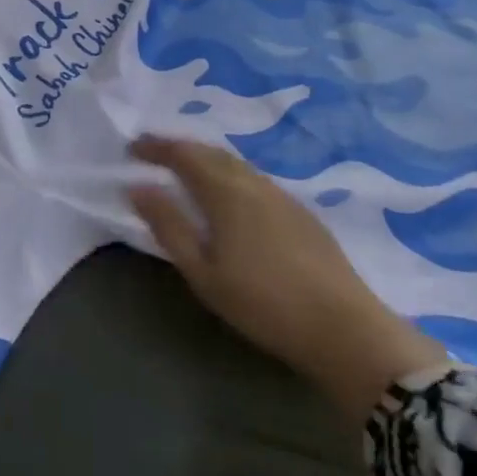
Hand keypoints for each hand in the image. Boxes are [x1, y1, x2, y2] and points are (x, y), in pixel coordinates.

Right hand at [128, 135, 446, 422]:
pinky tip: (230, 195)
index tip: (132, 147)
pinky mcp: (301, 211)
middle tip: (154, 154)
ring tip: (187, 171)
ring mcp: (282, 195)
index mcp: (225, 191)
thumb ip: (169, 226)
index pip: (183, 154)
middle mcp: (253, 182)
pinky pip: (254, 178)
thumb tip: (137, 187)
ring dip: (206, 159)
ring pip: (236, 164)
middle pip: (211, 152)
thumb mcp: (203, 272)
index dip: (156, 147)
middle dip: (180, 148)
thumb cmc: (262, 303)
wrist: (344, 328)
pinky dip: (230, 174)